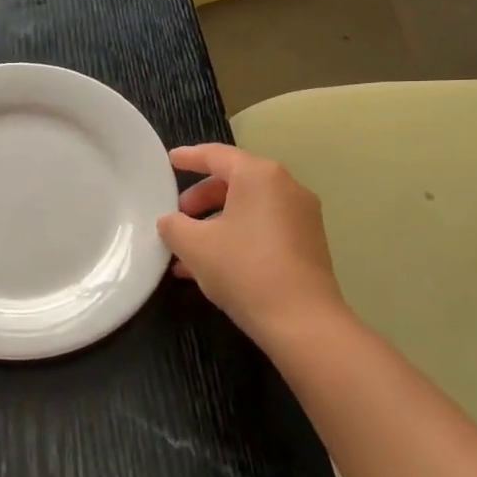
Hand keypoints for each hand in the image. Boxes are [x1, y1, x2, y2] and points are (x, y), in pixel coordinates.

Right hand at [157, 144, 350, 350]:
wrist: (302, 321)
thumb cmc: (244, 269)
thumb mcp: (194, 246)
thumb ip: (174, 226)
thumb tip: (170, 222)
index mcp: (259, 176)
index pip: (217, 155)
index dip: (189, 157)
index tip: (169, 161)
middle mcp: (286, 188)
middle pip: (235, 181)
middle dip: (201, 197)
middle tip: (178, 215)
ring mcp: (301, 217)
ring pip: (248, 209)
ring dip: (215, 223)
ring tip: (187, 249)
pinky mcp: (307, 244)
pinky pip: (263, 229)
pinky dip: (235, 237)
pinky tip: (210, 267)